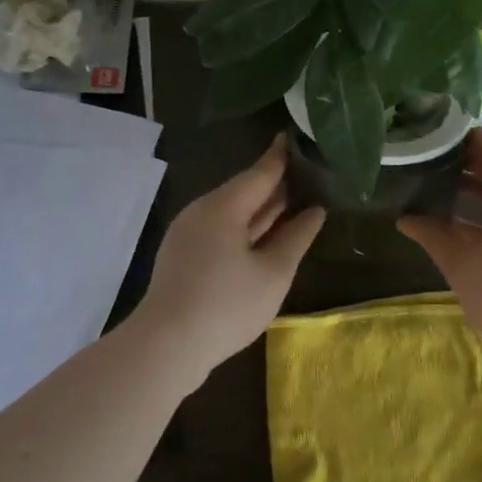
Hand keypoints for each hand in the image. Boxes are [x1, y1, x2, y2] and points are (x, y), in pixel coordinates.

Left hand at [134, 134, 324, 369]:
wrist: (166, 347)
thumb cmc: (227, 305)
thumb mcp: (273, 273)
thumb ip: (297, 238)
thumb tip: (316, 211)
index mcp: (223, 206)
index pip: (260, 172)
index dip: (282, 156)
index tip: (299, 135)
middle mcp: (202, 212)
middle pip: (244, 190)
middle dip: (275, 183)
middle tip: (308, 171)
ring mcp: (189, 234)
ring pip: (232, 212)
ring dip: (261, 208)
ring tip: (294, 200)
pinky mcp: (184, 256)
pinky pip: (220, 230)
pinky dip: (246, 227)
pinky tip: (265, 235)